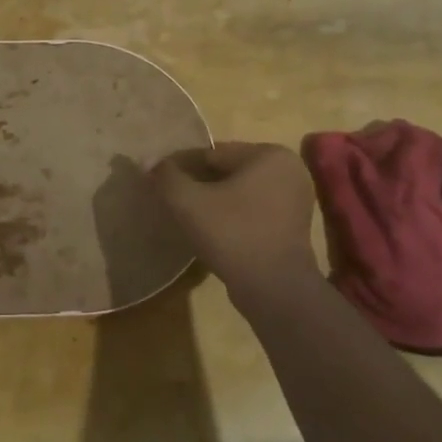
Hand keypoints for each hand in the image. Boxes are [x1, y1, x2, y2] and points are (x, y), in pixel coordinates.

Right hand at [150, 142, 317, 293]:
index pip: (213, 154)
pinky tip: (214, 232)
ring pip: (240, 192)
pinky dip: (233, 216)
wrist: (273, 288)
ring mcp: (295, 199)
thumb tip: (147, 160)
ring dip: (215, 201)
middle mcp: (289, 169)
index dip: (182, 167)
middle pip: (228, 171)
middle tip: (173, 202)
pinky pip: (253, 210)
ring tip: (190, 218)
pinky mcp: (293, 225)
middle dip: (199, 184)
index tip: (160, 182)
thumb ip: (166, 177)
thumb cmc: (233, 235)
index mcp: (270, 154)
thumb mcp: (189, 203)